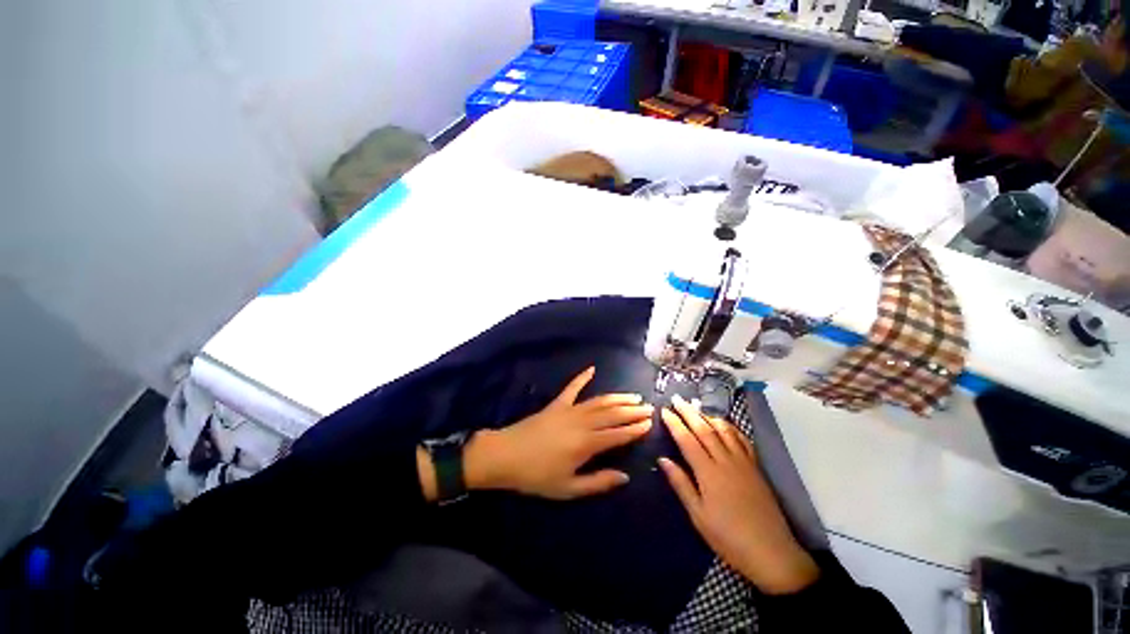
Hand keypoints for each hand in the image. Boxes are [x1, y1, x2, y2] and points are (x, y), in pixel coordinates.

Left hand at [465, 366, 653, 499]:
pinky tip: (591, 369)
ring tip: (633, 395)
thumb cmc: (536, 476)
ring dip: (617, 397)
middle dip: (631, 411)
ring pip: (598, 401)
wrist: (505, 455)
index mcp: (586, 444)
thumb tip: (625, 477)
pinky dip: (582, 377)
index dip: (634, 429)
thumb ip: (598, 482)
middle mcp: (581, 422)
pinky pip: (572, 388)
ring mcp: (568, 410)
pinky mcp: (556, 404)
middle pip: (612, 414)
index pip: (617, 434)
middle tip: (648, 407)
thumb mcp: (568, 488)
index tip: (649, 423)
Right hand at [658, 395, 818, 594]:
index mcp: (708, 473)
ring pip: (724, 431)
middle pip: (704, 429)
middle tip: (677, 399)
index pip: (687, 440)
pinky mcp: (756, 468)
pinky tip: (724, 424)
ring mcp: (743, 462)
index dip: (675, 423)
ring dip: (708, 416)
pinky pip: (742, 440)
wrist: (771, 553)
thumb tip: (662, 460)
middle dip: (689, 412)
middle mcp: (726, 461)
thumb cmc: (728, 537)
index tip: (664, 410)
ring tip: (696, 407)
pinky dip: (731, 428)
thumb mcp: (698, 516)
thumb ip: (681, 484)